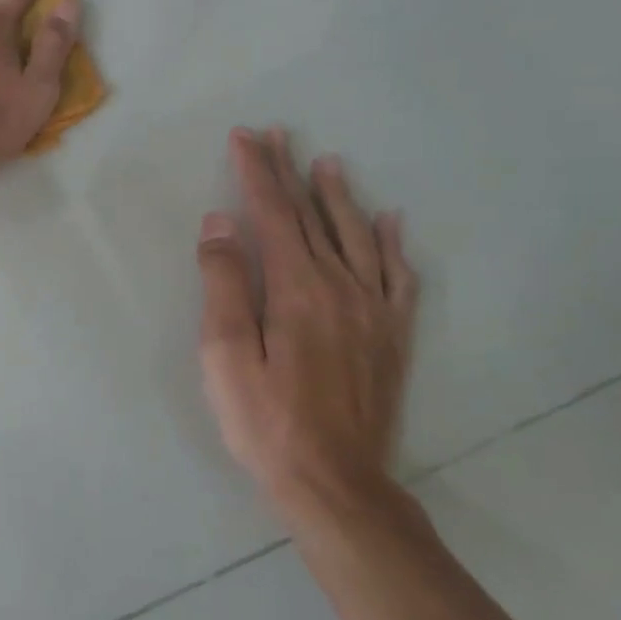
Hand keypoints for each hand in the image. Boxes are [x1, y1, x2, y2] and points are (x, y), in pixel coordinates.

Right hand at [196, 128, 419, 531]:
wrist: (336, 484)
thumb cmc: (265, 421)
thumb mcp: (224, 355)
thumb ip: (224, 284)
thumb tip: (221, 224)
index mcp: (297, 289)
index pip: (273, 214)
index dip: (256, 173)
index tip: (245, 137)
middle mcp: (342, 287)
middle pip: (313, 216)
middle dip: (290, 172)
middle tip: (278, 135)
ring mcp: (374, 311)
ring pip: (358, 237)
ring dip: (340, 196)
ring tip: (328, 164)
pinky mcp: (393, 336)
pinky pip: (399, 277)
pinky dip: (393, 244)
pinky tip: (390, 222)